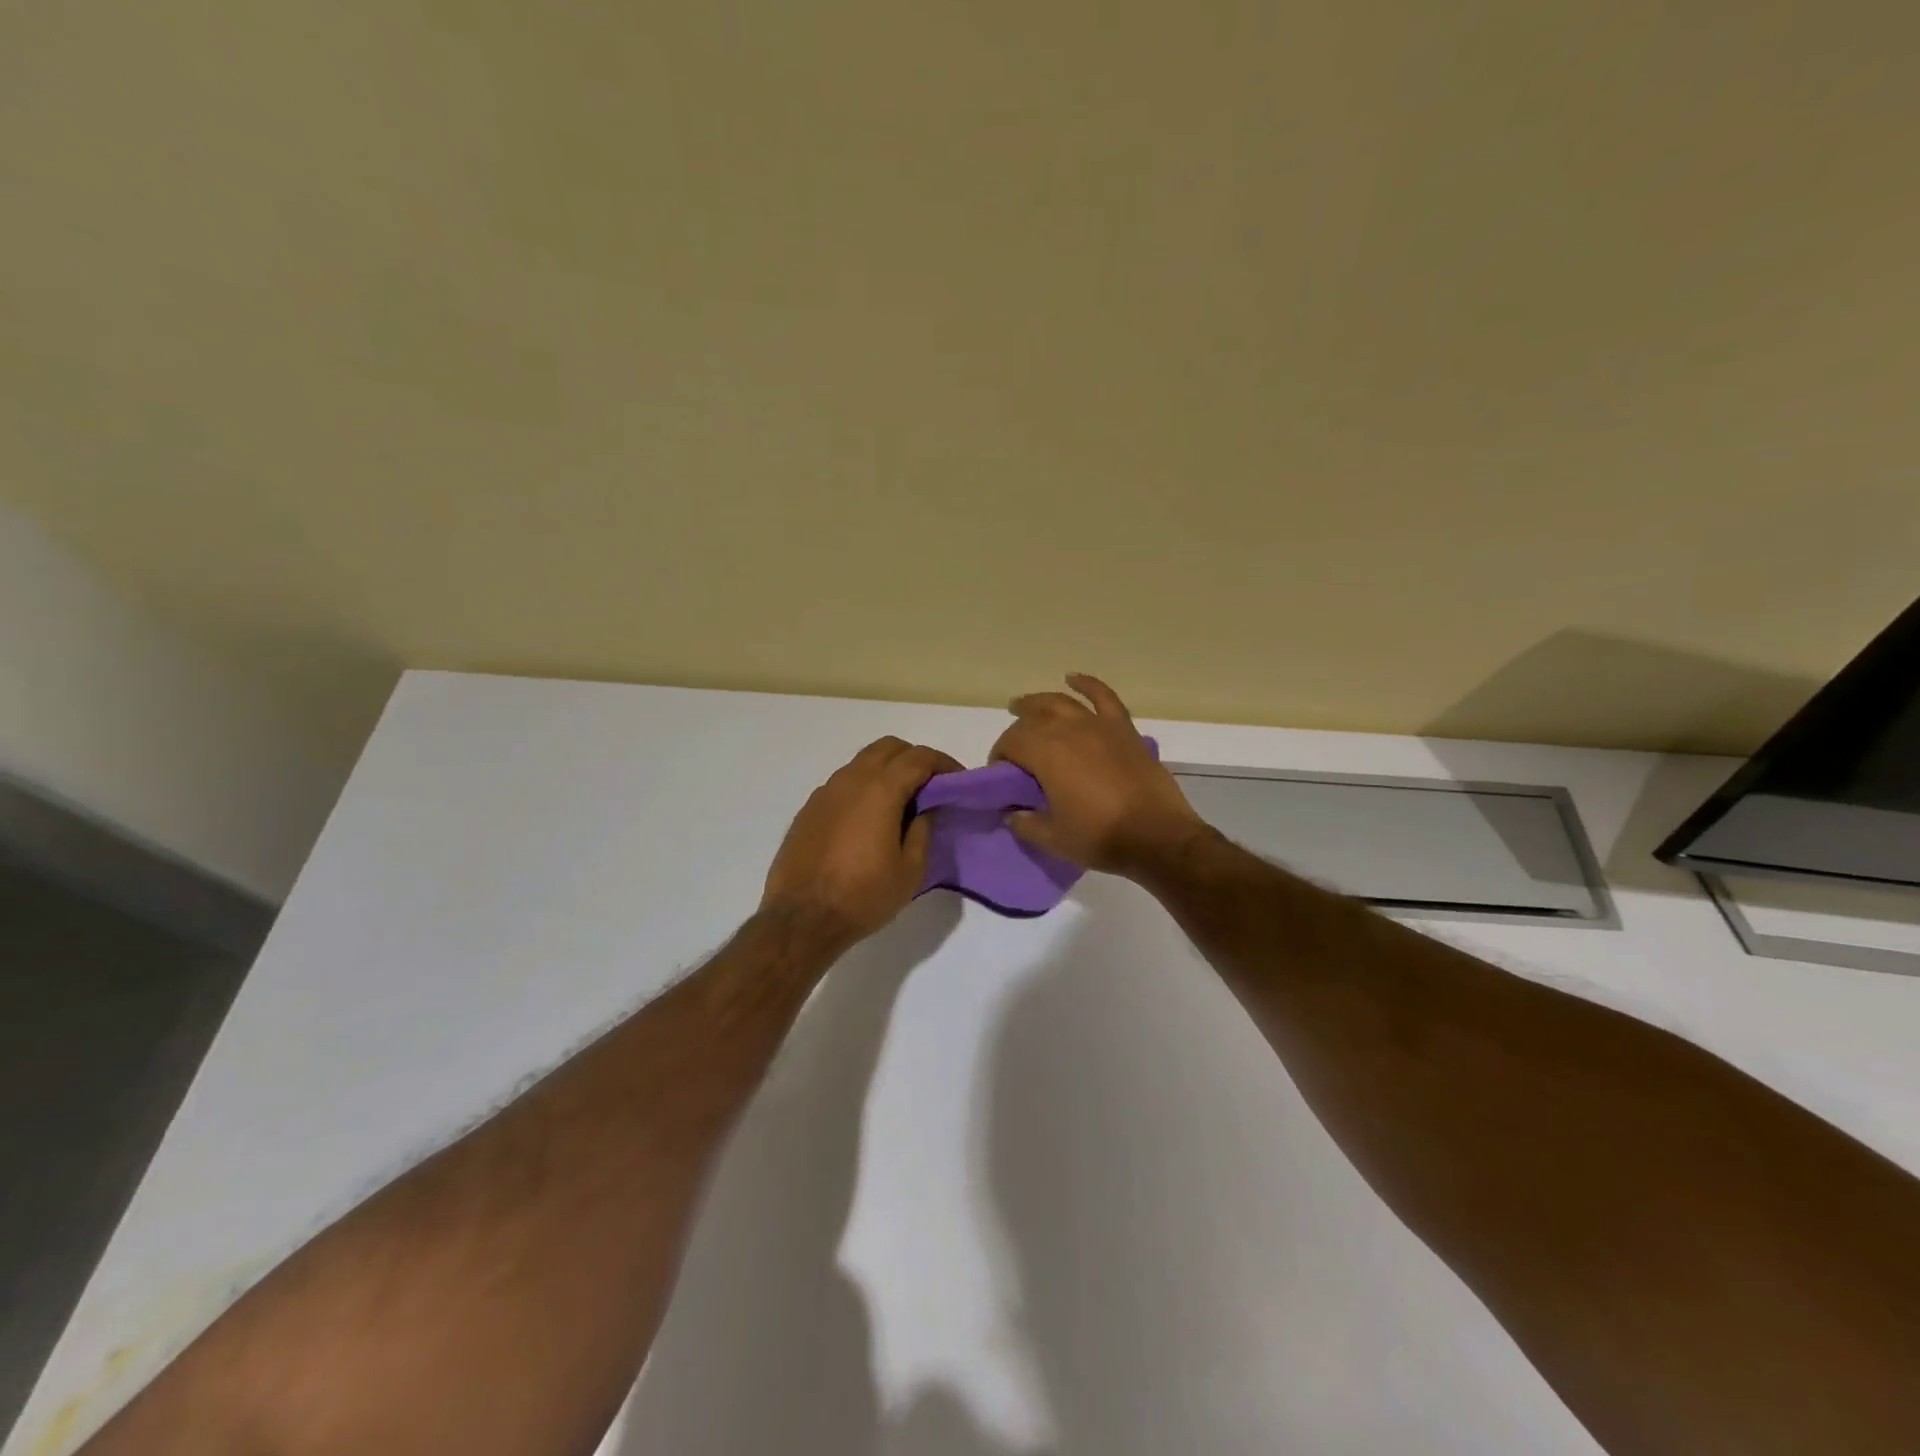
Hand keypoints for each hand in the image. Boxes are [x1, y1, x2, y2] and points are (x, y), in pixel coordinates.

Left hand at [760, 737, 961, 949]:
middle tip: (931, 785)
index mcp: (880, 790)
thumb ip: (923, 831)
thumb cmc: (863, 896)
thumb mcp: (910, 870)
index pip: (919, 758)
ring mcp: (825, 791)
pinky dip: (864, 786)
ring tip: (902, 801)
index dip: (943, 763)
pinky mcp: (809, 808)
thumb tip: (926, 808)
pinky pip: (843, 782)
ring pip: (862, 762)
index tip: (957, 779)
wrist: (801, 919)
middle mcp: (851, 780)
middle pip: (888, 747)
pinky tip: (869, 817)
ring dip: (887, 770)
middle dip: (914, 758)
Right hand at [990, 673, 1206, 875]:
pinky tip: (1073, 678)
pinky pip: (1103, 697)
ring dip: (1037, 702)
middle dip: (1015, 732)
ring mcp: (1098, 726)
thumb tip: (1013, 813)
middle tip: (1012, 751)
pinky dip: (1086, 684)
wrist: (1157, 837)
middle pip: (1031, 720)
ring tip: (1023, 705)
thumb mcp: (1052, 838)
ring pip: (1060, 703)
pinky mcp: (1123, 729)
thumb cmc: (1099, 837)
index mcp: (1045, 753)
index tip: (1000, 775)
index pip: (1010, 743)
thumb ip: (1025, 823)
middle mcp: (1068, 730)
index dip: (999, 756)